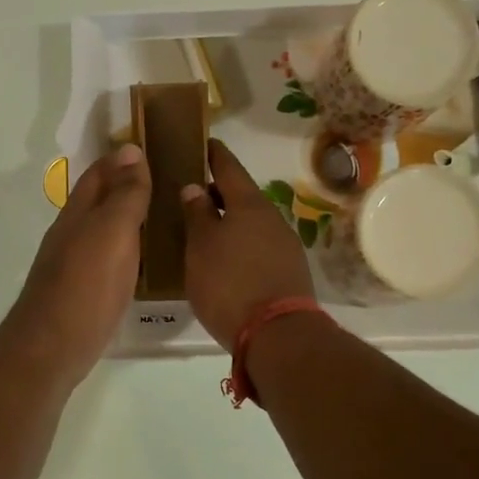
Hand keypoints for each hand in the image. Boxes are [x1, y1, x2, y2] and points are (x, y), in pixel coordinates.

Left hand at [6, 145, 150, 383]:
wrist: (52, 347)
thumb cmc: (86, 286)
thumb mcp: (112, 233)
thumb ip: (125, 195)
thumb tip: (131, 150)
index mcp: (77, 214)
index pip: (99, 174)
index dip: (121, 159)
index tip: (150, 146)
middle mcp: (70, 235)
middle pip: (96, 201)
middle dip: (123, 186)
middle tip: (162, 181)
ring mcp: (71, 266)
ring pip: (100, 230)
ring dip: (124, 219)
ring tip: (158, 217)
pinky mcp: (79, 294)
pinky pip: (105, 259)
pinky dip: (123, 250)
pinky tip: (140, 262)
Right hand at [181, 139, 315, 350]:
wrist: (278, 335)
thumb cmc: (229, 283)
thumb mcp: (201, 247)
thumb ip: (197, 214)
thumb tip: (195, 188)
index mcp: (248, 204)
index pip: (228, 167)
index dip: (214, 154)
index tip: (202, 143)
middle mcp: (271, 217)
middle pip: (241, 196)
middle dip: (216, 194)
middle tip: (190, 197)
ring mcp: (284, 244)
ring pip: (250, 223)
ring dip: (228, 222)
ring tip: (202, 232)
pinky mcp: (288, 270)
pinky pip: (258, 246)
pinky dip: (239, 244)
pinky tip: (224, 260)